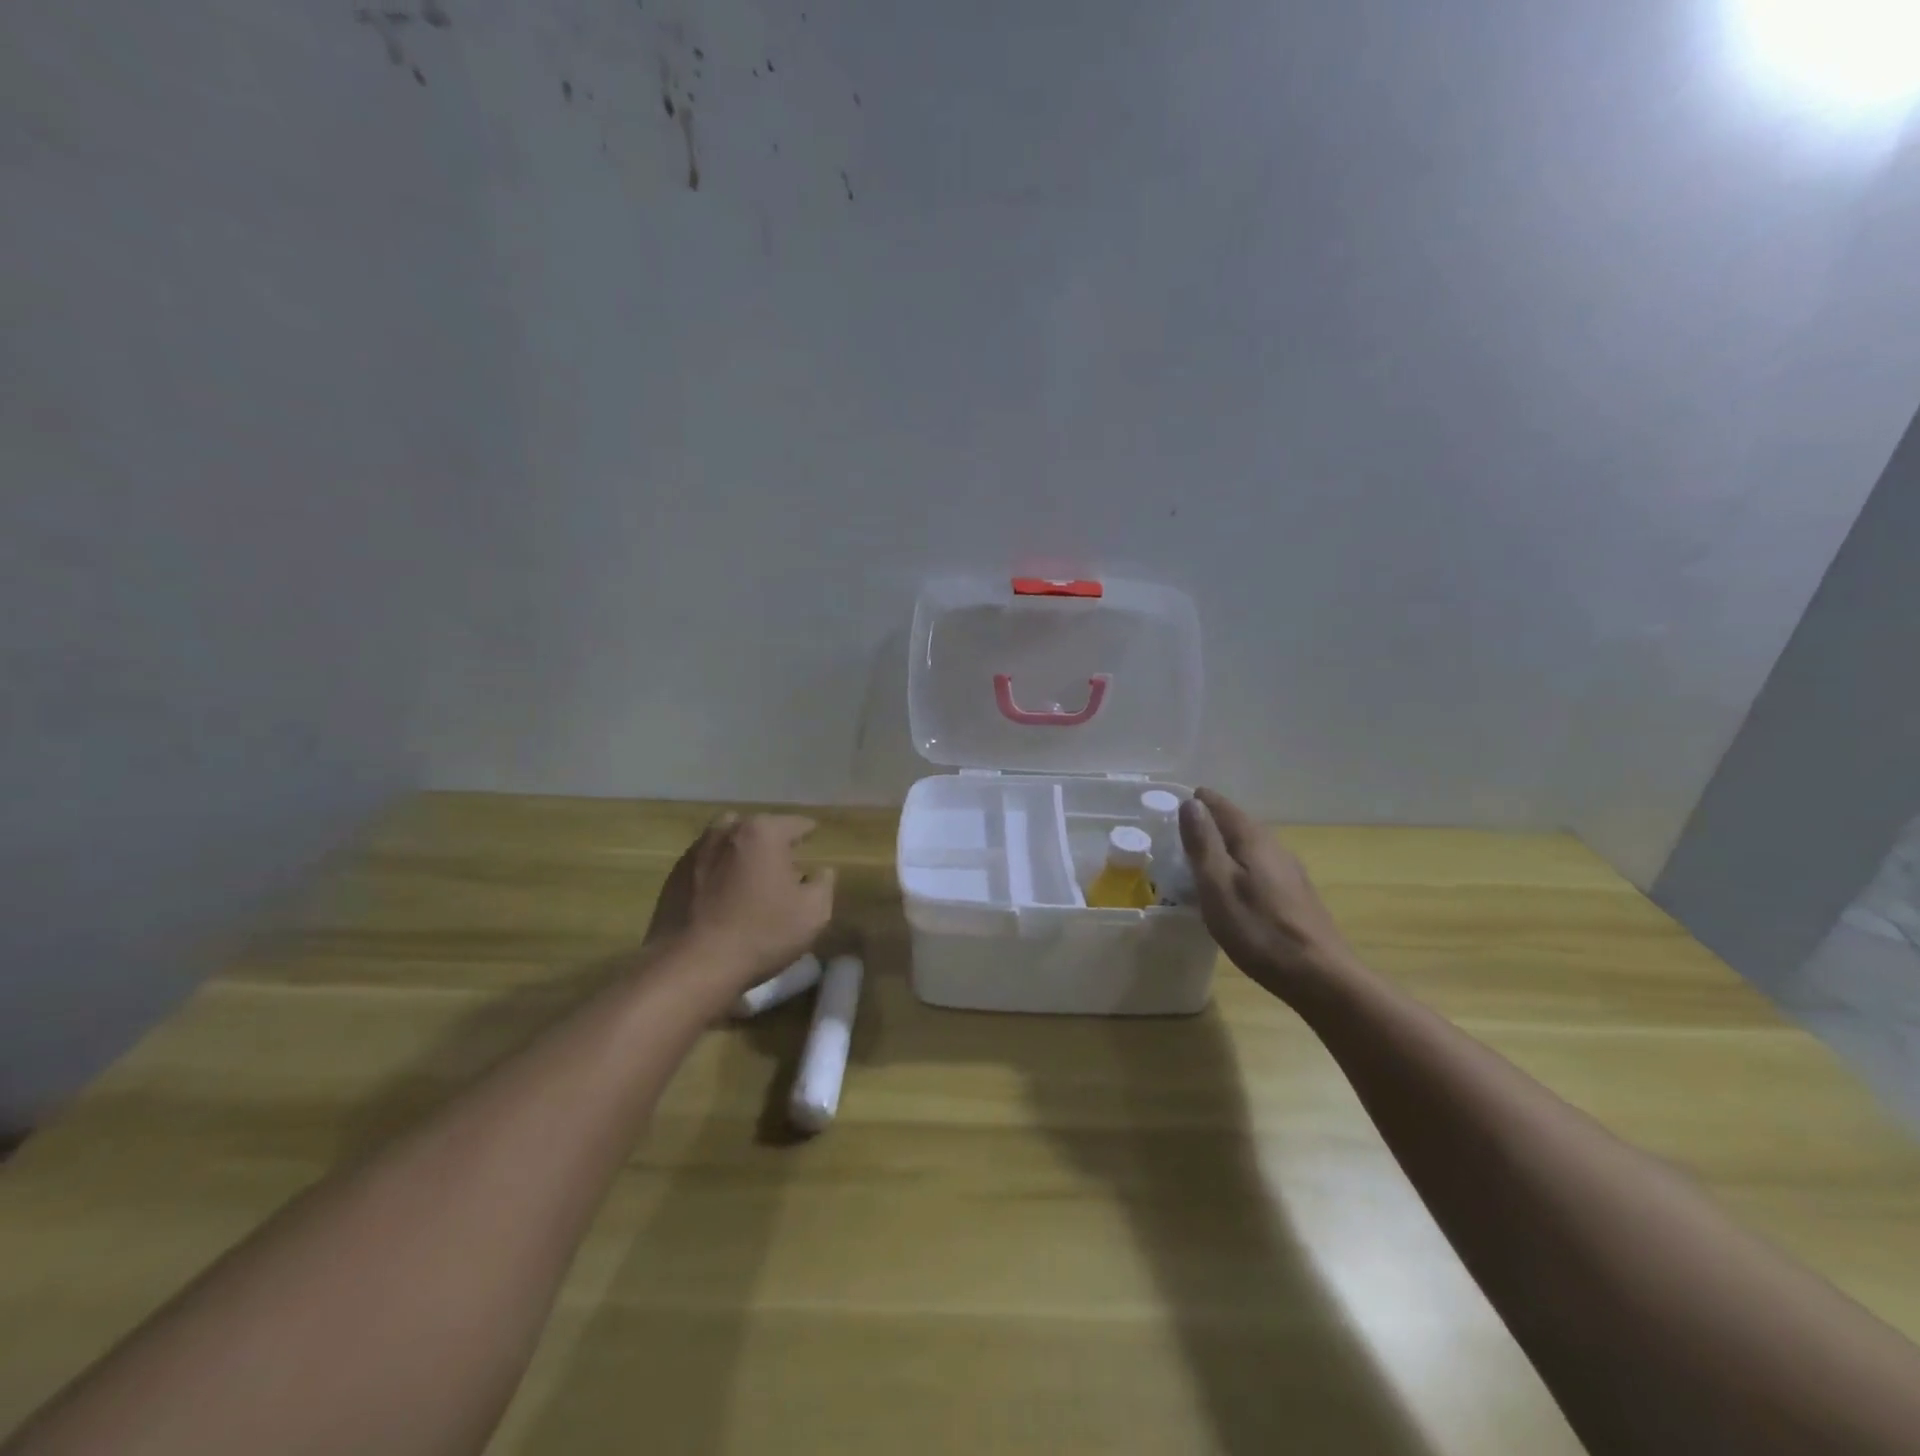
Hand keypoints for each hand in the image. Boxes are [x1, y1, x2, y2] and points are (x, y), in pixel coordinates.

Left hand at [648, 813, 835, 990]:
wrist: (690, 966)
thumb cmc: (760, 934)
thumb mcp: (814, 913)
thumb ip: (824, 884)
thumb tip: (820, 871)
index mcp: (763, 832)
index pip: (796, 823)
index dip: (809, 833)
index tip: (814, 841)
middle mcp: (726, 831)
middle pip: (758, 828)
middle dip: (772, 843)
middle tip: (784, 867)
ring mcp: (695, 851)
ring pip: (727, 843)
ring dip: (741, 855)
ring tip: (751, 881)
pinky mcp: (673, 876)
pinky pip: (706, 865)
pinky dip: (718, 873)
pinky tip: (723, 899)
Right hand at [1179, 787, 1355, 999]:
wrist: (1319, 977)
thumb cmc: (1259, 930)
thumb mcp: (1218, 886)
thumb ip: (1203, 843)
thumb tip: (1191, 803)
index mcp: (1253, 839)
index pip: (1219, 805)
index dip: (1193, 803)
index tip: (1166, 810)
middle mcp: (1274, 846)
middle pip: (1234, 823)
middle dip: (1205, 825)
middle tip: (1173, 836)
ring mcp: (1288, 871)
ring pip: (1246, 847)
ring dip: (1221, 847)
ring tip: (1194, 862)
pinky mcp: (1293, 894)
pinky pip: (1256, 867)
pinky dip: (1235, 867)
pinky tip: (1228, 889)